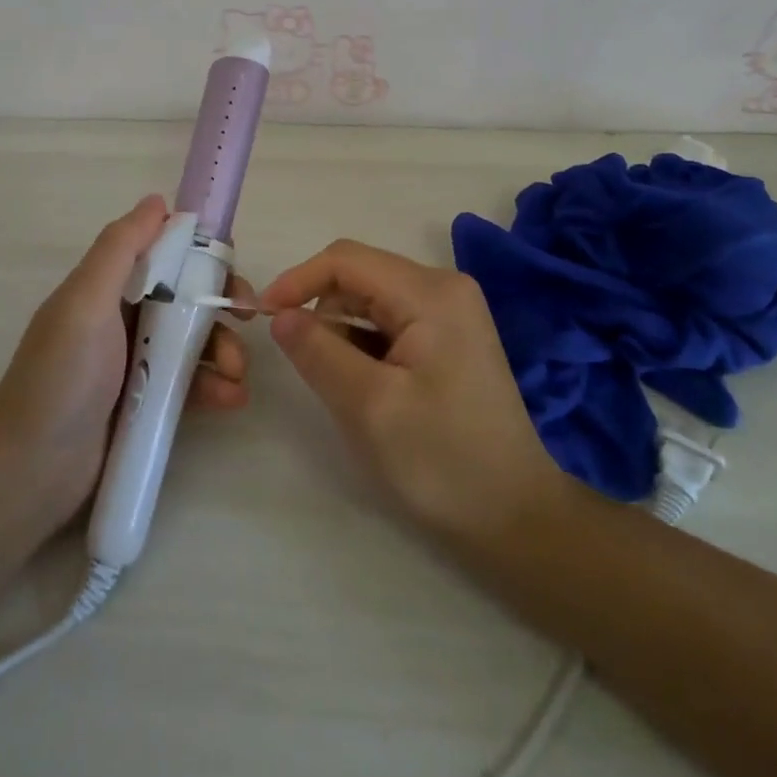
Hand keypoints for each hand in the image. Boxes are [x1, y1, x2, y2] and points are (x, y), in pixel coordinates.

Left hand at [0, 194, 250, 526]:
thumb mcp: (86, 301)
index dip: (201, 255)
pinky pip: (191, 383)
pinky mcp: (148, 403)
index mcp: (108, 288)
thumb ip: (120, 248)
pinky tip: (231, 399)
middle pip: (188, 297)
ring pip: (195, 341)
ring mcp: (137, 363)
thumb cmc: (62, 377)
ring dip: (224, 350)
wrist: (31, 473)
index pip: (165, 255)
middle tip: (247, 320)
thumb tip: (157, 201)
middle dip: (221, 305)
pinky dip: (215, 386)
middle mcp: (124, 318)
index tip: (230, 270)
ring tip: (236, 376)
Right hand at [260, 240, 556, 540]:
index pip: (346, 260)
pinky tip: (371, 389)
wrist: (515, 517)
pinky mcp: (449, 335)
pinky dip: (365, 346)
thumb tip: (279, 314)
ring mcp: (450, 311)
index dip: (298, 281)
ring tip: (350, 390)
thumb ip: (318, 351)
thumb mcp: (369, 406)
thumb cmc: (442, 461)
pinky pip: (389, 322)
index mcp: (431, 292)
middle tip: (311, 370)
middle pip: (359, 277)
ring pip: (370, 300)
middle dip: (323, 313)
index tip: (262, 317)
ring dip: (343, 334)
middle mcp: (443, 287)